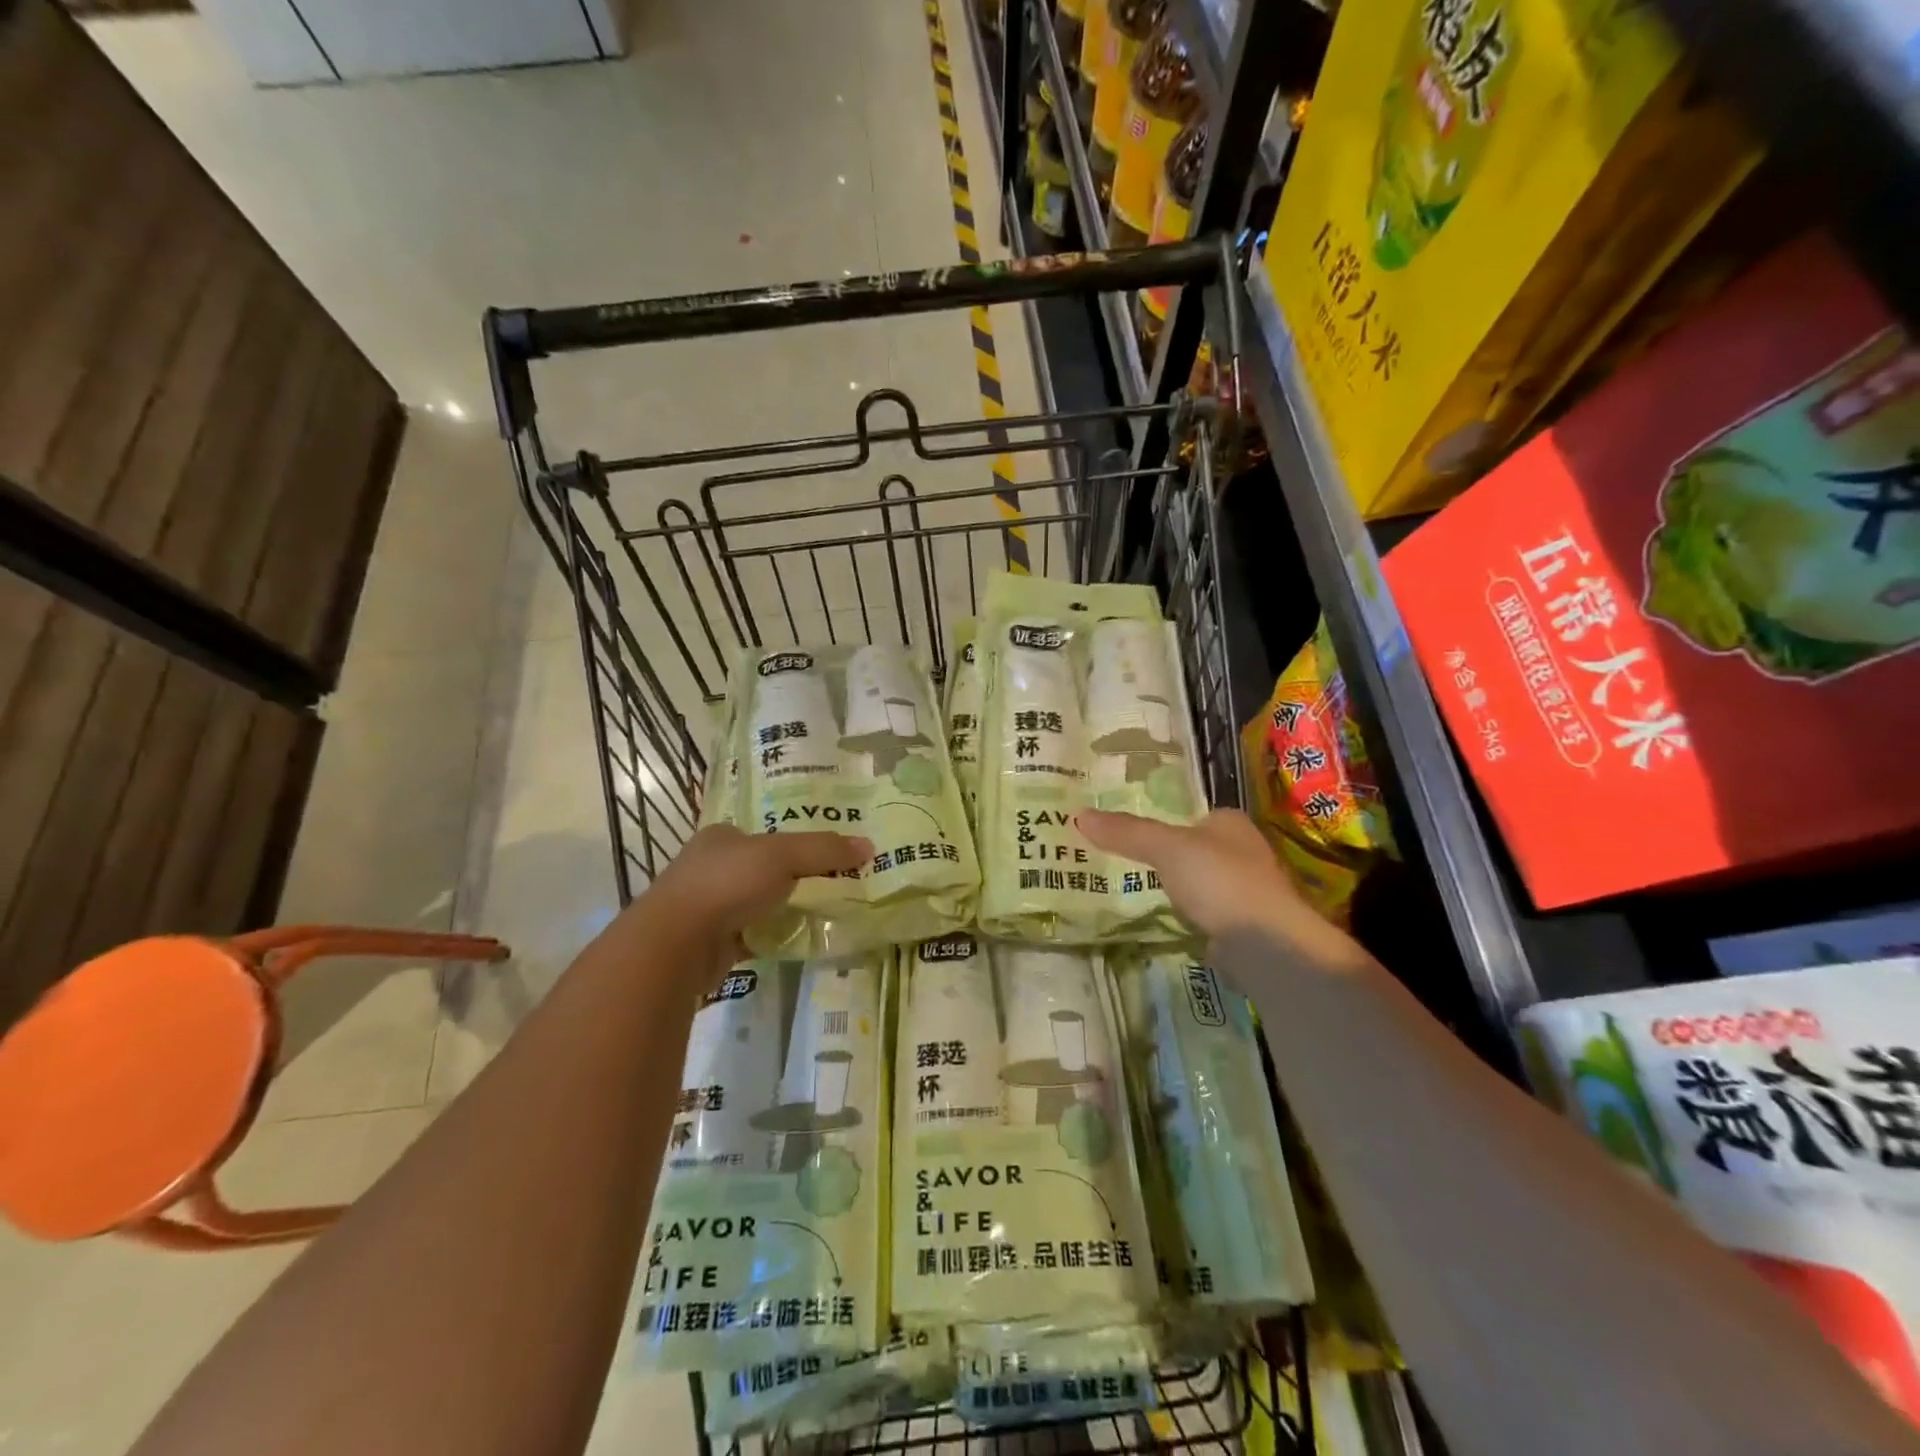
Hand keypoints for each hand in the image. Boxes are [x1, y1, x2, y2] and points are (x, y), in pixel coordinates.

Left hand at [643, 824, 871, 962]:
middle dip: (792, 879)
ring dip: (783, 909)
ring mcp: (707, 907)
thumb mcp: (783, 856)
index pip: (764, 835)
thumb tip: (869, 846)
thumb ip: (824, 851)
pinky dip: (772, 937)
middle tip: (832, 886)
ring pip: (757, 904)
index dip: (795, 844)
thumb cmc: (727, 883)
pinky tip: (797, 941)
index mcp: (721, 837)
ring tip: (822, 914)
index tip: (826, 857)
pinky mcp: (710, 943)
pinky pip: (752, 936)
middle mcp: (710, 868)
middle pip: (763, 870)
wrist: (676, 945)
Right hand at [1077, 808, 1355, 957]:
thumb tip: (1079, 815)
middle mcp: (1242, 851)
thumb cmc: (1219, 881)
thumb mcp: (1165, 848)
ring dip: (1175, 888)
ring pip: (1198, 883)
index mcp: (1229, 822)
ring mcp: (1244, 891)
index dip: (1160, 821)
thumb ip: (1126, 833)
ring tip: (1132, 890)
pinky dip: (1185, 916)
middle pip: (1193, 849)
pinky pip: (1202, 914)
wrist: (1266, 945)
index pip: (1190, 815)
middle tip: (1120, 861)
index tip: (1126, 832)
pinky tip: (1162, 921)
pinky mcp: (1241, 925)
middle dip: (1165, 857)